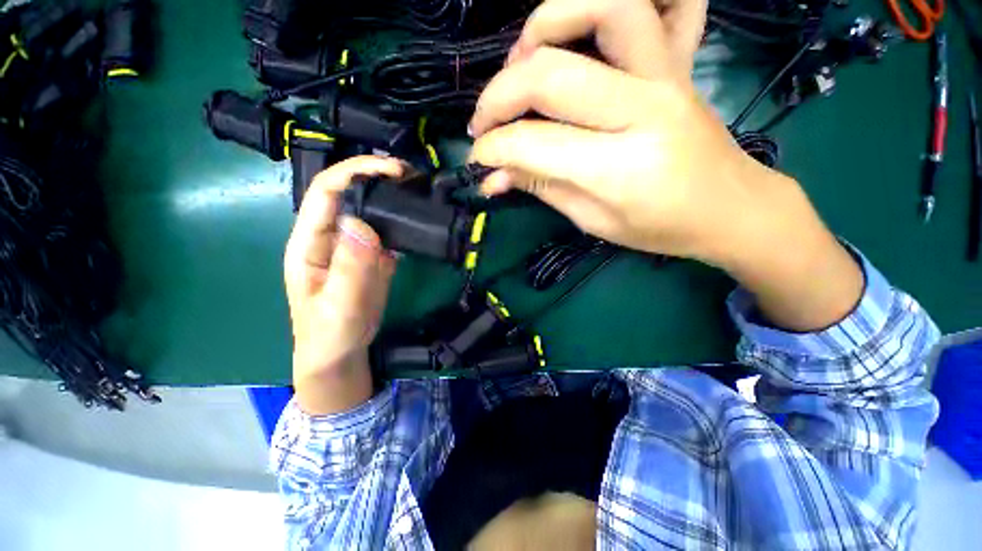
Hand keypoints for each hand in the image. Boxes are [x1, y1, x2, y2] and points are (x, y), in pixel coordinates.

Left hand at [284, 156, 403, 414]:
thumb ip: (349, 267)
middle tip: (413, 175)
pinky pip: (386, 231)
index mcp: (310, 241)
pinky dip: (402, 221)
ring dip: (393, 196)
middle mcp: (331, 236)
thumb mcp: (338, 305)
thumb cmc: (329, 334)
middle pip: (351, 192)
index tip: (393, 170)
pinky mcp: (372, 257)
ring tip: (420, 189)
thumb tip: (362, 223)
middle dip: (378, 175)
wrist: (341, 352)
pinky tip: (418, 218)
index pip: (327, 191)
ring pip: (371, 210)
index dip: (357, 171)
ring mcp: (354, 246)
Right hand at [469, 0, 862, 331]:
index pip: (534, 144)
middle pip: (551, 75)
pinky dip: (600, 6)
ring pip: (603, 9)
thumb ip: (541, 188)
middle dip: (498, 97)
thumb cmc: (660, 228)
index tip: (477, 161)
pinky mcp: (676, 62)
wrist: (730, 207)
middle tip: (482, 123)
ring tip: (520, 63)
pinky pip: (651, 6)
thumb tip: (492, 177)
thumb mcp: (593, 222)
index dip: (493, 150)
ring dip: (544, 26)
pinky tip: (572, 35)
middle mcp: (642, 110)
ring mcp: (665, 75)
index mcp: (619, 169)